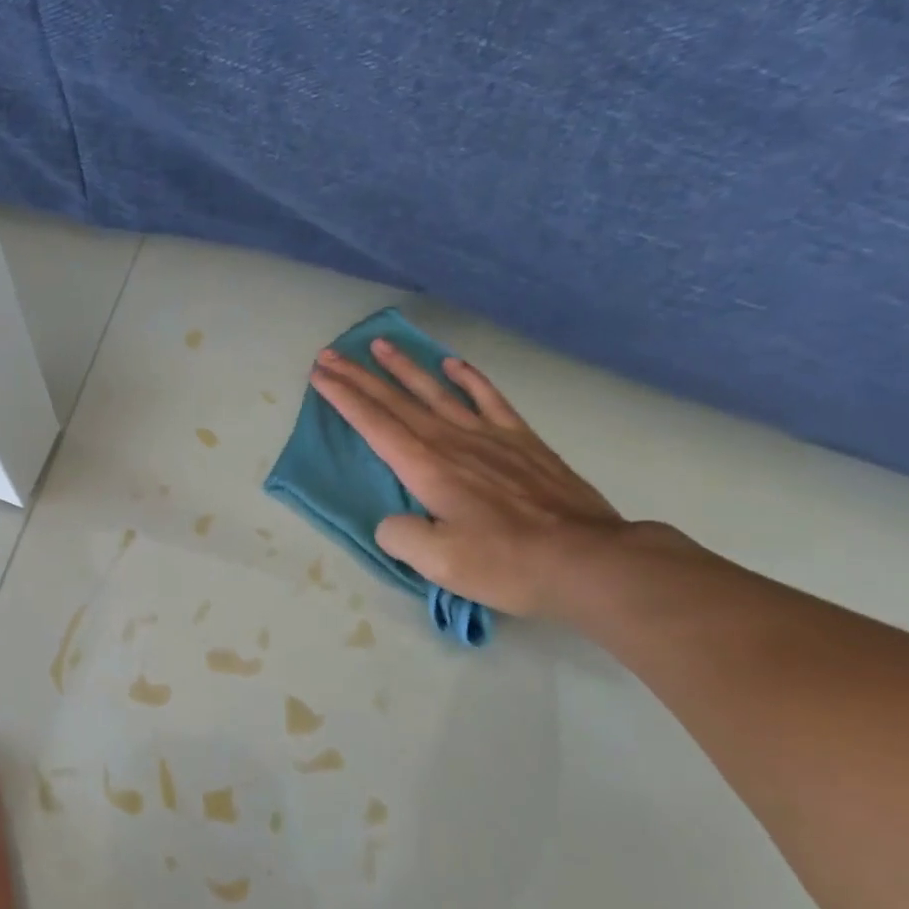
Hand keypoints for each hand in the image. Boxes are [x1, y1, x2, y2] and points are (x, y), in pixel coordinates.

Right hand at [309, 341, 624, 617]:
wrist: (587, 560)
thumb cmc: (507, 563)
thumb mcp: (439, 563)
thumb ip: (401, 536)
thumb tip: (392, 520)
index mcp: (427, 468)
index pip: (374, 424)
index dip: (344, 398)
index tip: (320, 374)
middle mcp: (452, 442)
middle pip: (396, 401)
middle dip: (359, 376)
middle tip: (331, 353)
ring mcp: (490, 437)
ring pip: (436, 392)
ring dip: (405, 368)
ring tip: (381, 345)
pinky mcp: (522, 441)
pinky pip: (489, 399)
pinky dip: (469, 378)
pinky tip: (453, 364)